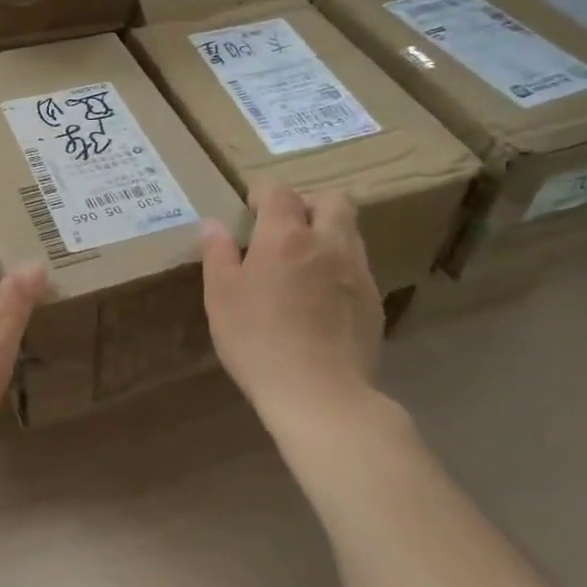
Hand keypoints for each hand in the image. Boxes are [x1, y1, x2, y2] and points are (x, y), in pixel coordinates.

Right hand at [200, 183, 385, 423]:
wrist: (320, 394)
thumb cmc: (258, 341)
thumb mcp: (221, 297)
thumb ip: (217, 254)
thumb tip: (213, 223)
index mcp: (286, 237)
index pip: (279, 192)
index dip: (262, 193)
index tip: (250, 209)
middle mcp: (328, 243)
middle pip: (332, 200)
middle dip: (308, 204)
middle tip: (285, 228)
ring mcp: (357, 272)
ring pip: (350, 232)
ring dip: (328, 233)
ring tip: (304, 262)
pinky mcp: (373, 302)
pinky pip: (358, 267)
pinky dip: (340, 266)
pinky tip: (322, 297)